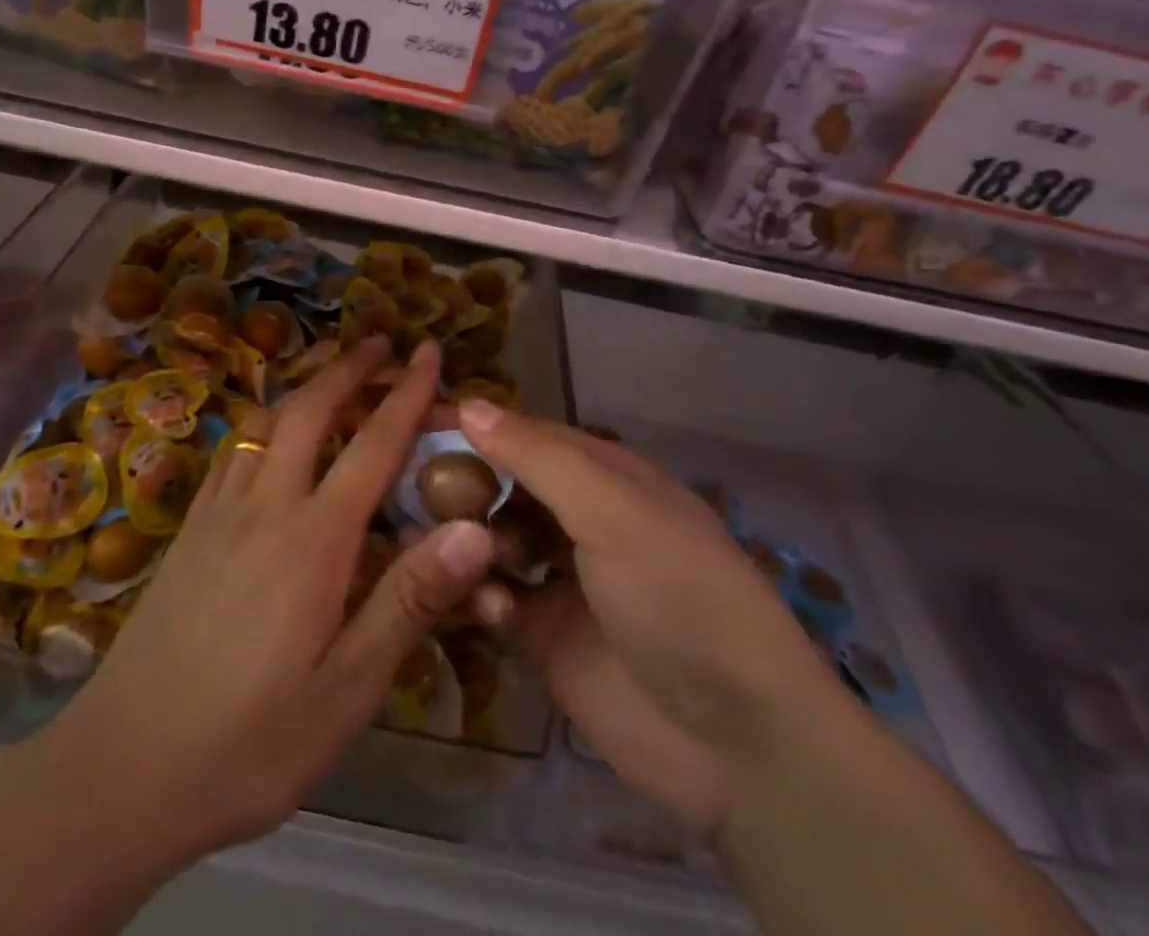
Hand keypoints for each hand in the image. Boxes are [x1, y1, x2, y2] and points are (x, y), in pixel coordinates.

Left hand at [44, 337, 496, 874]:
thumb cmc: (250, 742)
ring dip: (305, 386)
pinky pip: (232, 450)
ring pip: (265, 419)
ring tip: (333, 375)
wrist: (122, 770)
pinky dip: (263, 421)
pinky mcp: (188, 529)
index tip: (429, 350)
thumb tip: (475, 528)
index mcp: (314, 540)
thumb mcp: (349, 690)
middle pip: (310, 409)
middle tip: (381, 342)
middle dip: (349, 367)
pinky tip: (269, 437)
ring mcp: (218, 512)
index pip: (374, 444)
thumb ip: (410, 600)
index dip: (407, 392)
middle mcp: (265, 504)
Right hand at [457, 403, 841, 839]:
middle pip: (503, 487)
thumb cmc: (678, 595)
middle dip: (461, 486)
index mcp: (604, 477)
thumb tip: (470, 405)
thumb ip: (539, 457)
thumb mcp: (614, 510)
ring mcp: (561, 580)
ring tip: (431, 545)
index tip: (414, 420)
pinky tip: (485, 605)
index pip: (526, 435)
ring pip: (491, 542)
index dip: (475, 426)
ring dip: (463, 540)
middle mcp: (579, 520)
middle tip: (409, 489)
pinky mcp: (544, 639)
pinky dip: (480, 596)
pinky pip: (494, 601)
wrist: (739, 743)